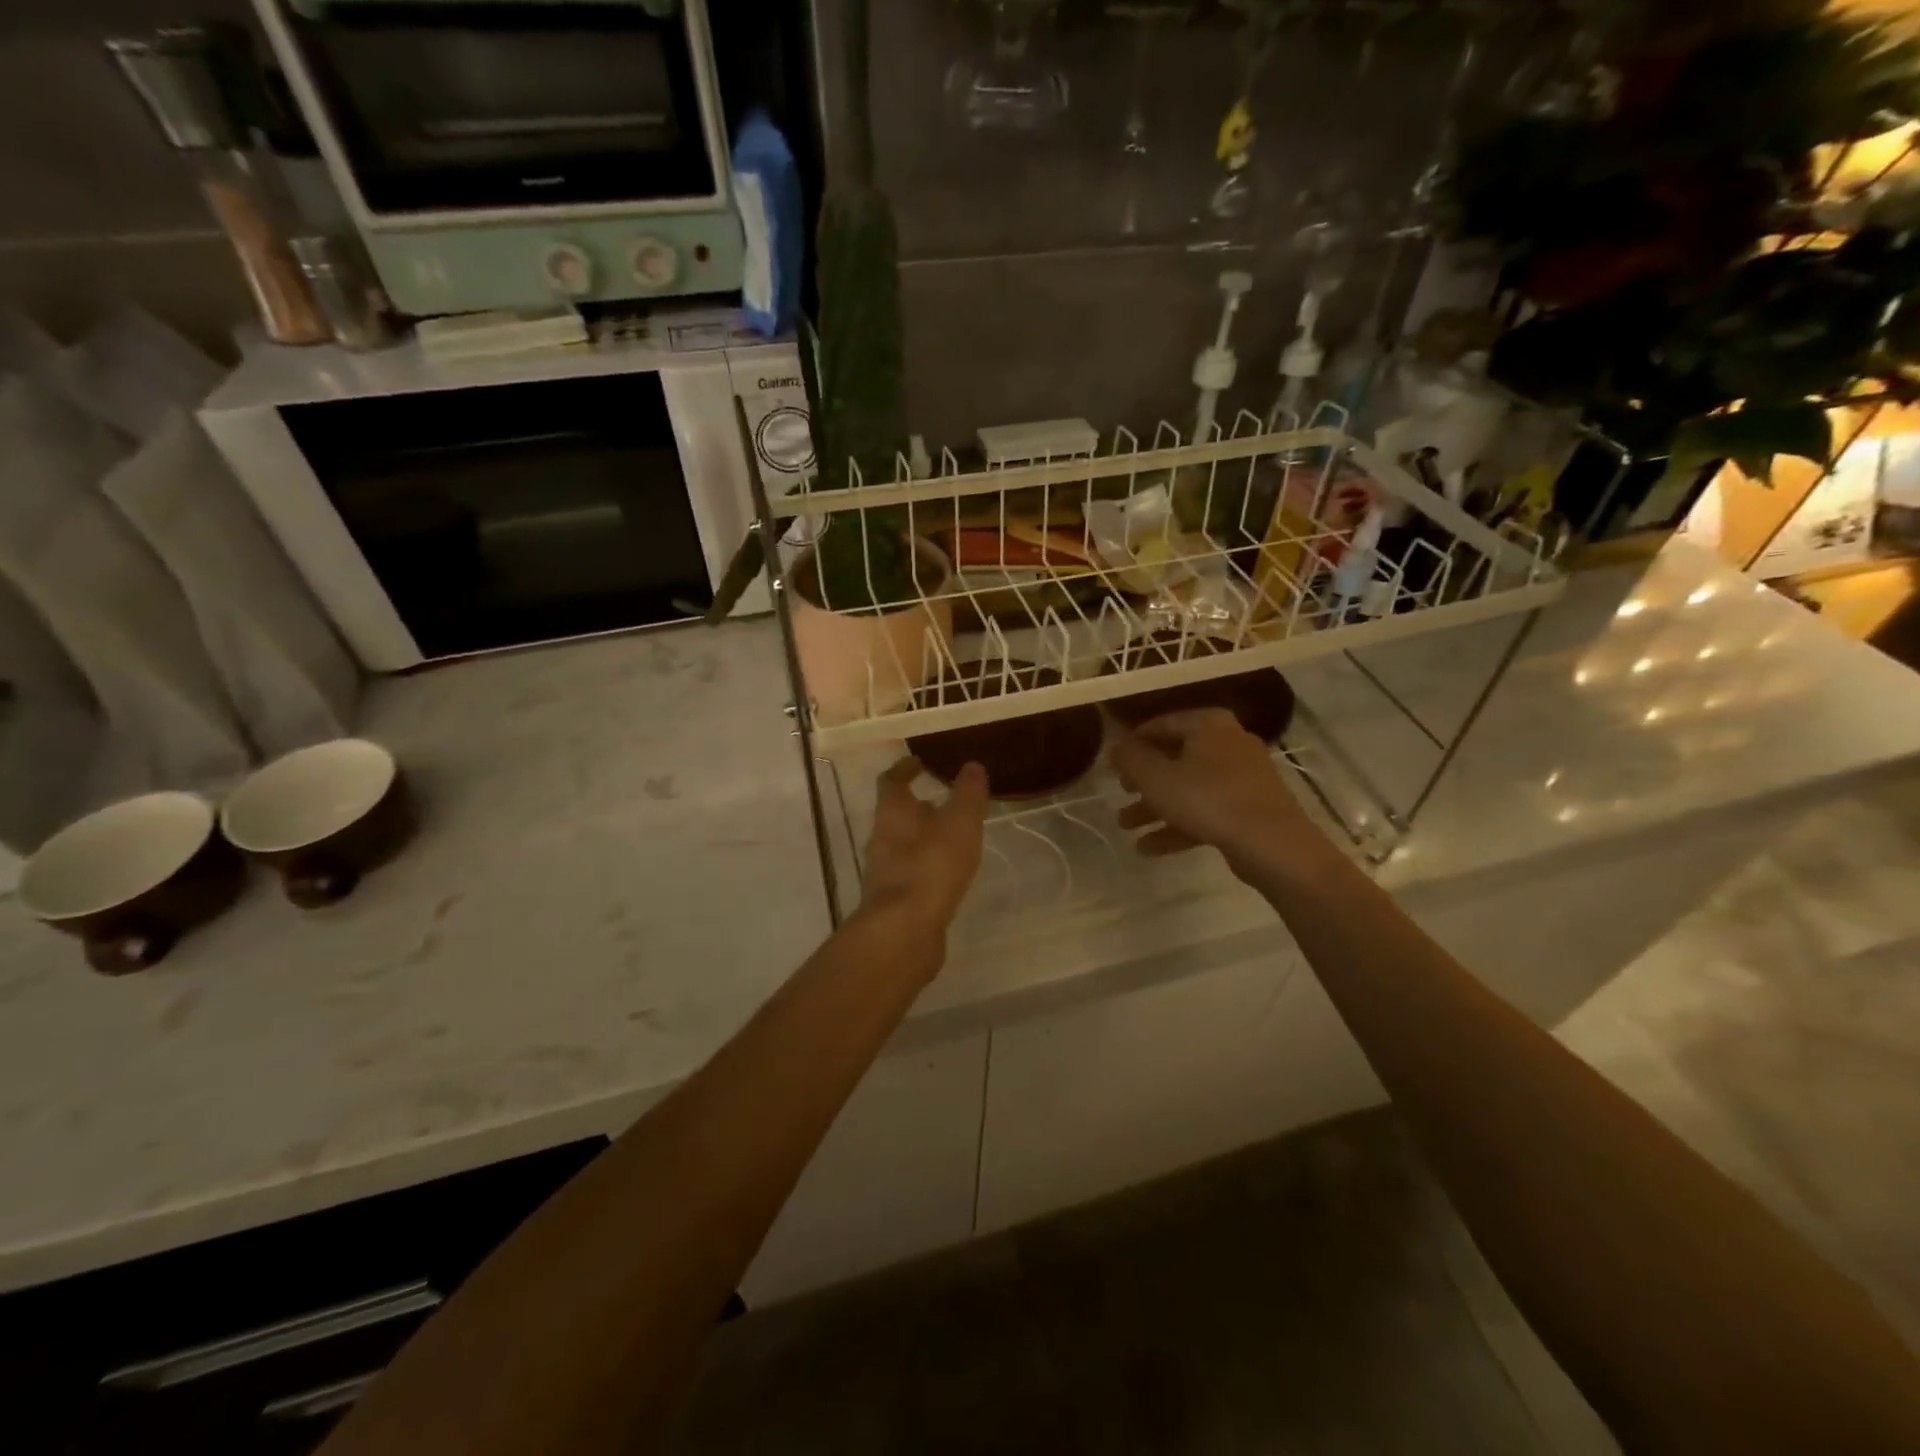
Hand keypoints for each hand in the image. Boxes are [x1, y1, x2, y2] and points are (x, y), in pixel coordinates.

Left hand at [859, 758, 987, 938]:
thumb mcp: (959, 821)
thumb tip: (972, 766)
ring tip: (949, 839)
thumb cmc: (931, 865)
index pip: (891, 781)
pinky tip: (946, 875)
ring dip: (922, 839)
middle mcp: (881, 839)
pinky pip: (909, 874)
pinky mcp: (892, 902)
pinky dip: (925, 868)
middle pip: (894, 816)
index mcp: (892, 813)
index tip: (918, 762)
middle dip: (916, 807)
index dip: (903, 769)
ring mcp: (884, 873)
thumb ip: (967, 793)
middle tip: (941, 802)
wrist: (904, 930)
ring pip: (902, 846)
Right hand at [1110, 709, 1315, 875]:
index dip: (1133, 743)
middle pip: (1175, 757)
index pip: (1161, 724)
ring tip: (1125, 826)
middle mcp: (1228, 742)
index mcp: (1208, 724)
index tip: (1113, 763)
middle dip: (1143, 780)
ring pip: (1189, 787)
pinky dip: (1178, 824)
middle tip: (1120, 793)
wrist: (1272, 844)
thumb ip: (1130, 759)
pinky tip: (1148, 848)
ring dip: (1155, 806)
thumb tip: (1114, 746)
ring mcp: (1243, 776)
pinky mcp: (1249, 807)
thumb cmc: (1208, 799)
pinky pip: (1206, 810)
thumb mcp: (1156, 778)